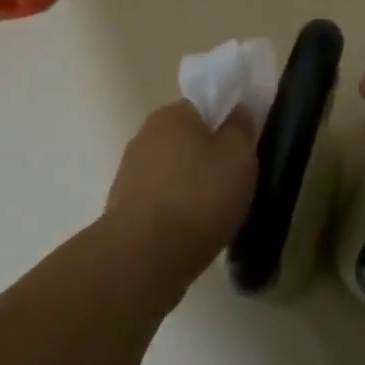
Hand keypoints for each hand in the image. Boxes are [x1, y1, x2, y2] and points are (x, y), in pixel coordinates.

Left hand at [106, 101, 257, 291]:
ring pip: (172, 172)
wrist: (144, 256)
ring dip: (190, 187)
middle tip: (233, 184)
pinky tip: (190, 232)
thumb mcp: (238, 158)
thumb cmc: (199, 196)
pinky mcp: (122, 207)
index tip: (242, 151)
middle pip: (186, 140)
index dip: (225, 126)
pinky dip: (175, 211)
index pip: (203, 108)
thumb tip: (239, 110)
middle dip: (207, 158)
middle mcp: (145, 135)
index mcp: (172, 114)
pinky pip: (159, 201)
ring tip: (214, 214)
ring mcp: (129, 172)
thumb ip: (241, 129)